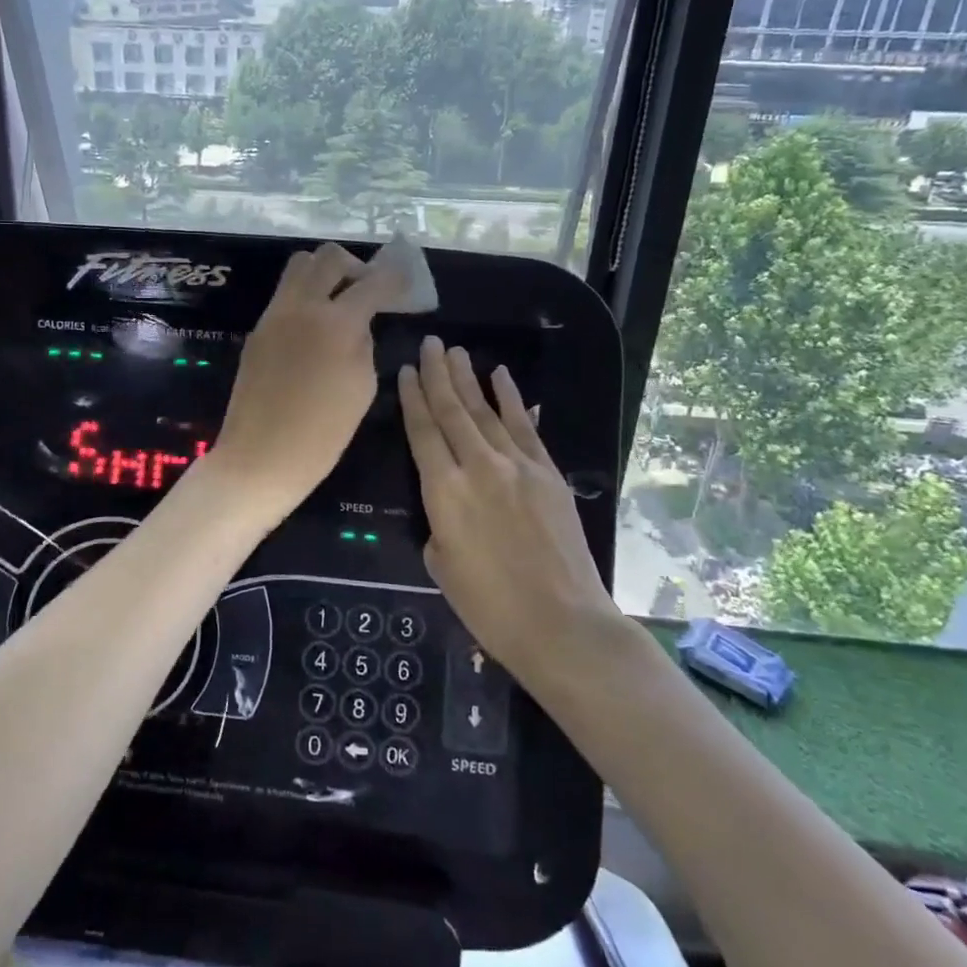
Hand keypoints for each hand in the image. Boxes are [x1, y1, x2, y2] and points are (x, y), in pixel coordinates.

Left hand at [210, 243, 399, 520]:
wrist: (260, 456)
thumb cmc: (322, 433)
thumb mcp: (362, 387)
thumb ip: (363, 344)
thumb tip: (358, 325)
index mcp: (336, 322)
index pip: (372, 282)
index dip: (394, 278)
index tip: (405, 282)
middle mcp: (302, 306)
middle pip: (329, 257)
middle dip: (355, 267)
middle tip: (366, 292)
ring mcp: (274, 315)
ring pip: (299, 267)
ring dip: (324, 274)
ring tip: (338, 304)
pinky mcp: (257, 330)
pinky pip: (284, 296)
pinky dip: (305, 298)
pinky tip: (315, 329)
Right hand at [397, 336, 626, 688]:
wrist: (562, 623)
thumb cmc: (490, 606)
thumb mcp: (441, 566)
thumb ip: (438, 524)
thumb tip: (449, 505)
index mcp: (443, 491)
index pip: (422, 432)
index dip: (412, 398)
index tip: (405, 370)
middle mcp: (477, 466)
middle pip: (452, 411)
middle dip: (438, 374)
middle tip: (429, 343)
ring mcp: (517, 465)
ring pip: (485, 411)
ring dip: (469, 379)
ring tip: (456, 351)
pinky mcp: (547, 473)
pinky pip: (525, 427)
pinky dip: (512, 399)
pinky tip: (501, 376)